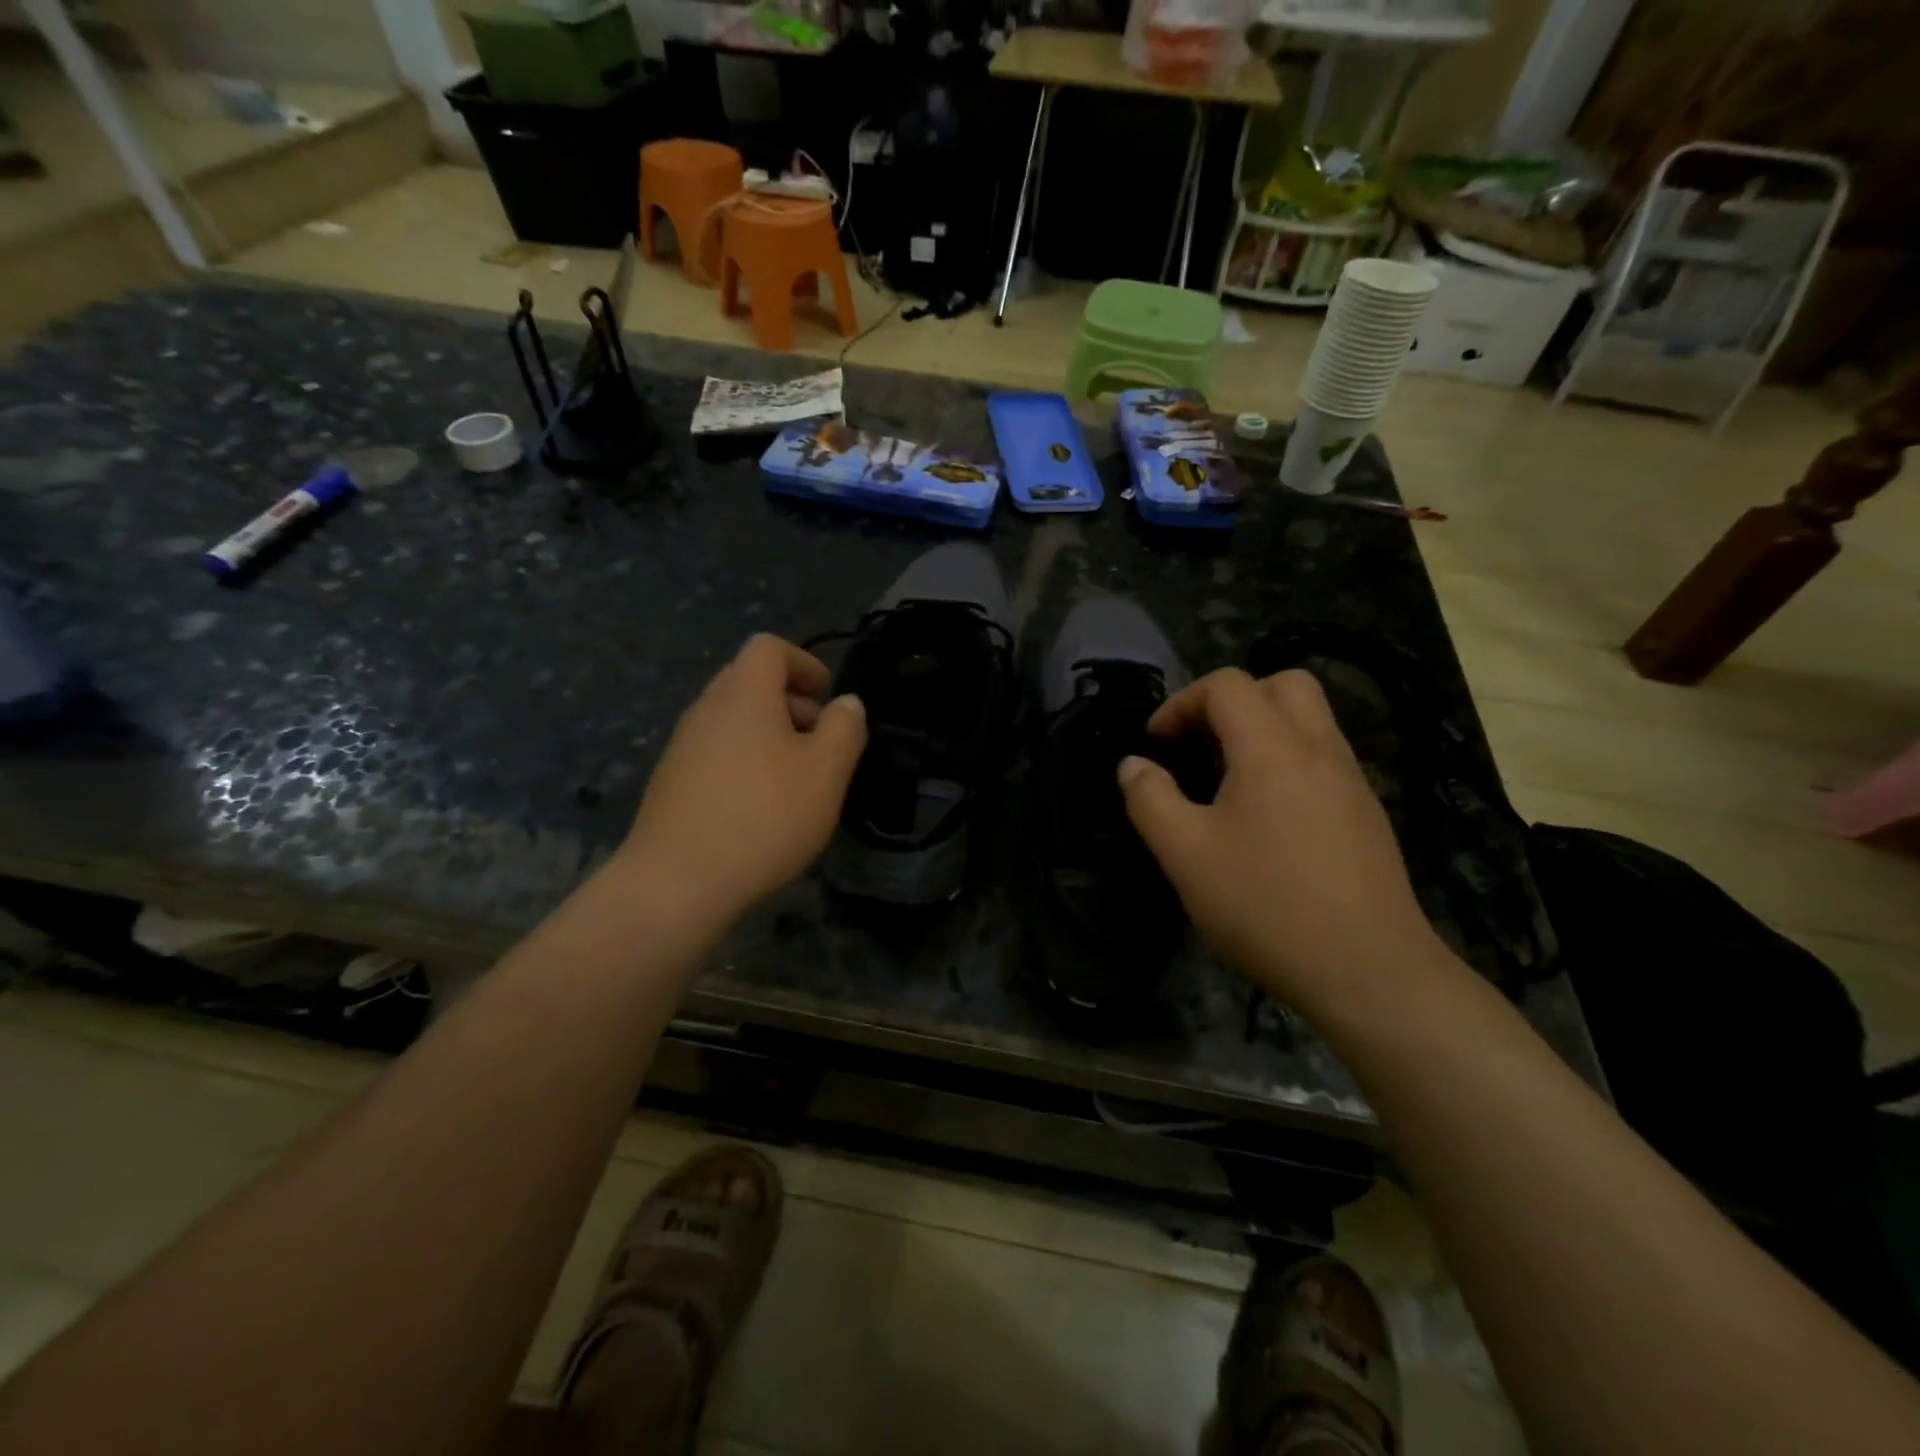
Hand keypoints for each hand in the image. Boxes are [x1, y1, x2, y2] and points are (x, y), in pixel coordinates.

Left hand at [618, 634, 865, 925]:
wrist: (678, 882)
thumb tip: (847, 703)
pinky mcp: (671, 782)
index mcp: (743, 694)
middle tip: (819, 742)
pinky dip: (745, 762)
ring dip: (769, 735)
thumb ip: (844, 729)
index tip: (828, 698)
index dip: (805, 663)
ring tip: (796, 780)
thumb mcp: (826, 772)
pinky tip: (761, 807)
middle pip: (749, 681)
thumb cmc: (764, 816)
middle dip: (791, 702)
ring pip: (733, 720)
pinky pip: (716, 752)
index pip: (769, 647)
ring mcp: (682, 746)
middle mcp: (706, 709)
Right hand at [1118, 667, 1441, 1016]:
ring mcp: (1352, 781)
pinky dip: (1289, 761)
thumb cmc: (1266, 905)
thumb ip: (1150, 799)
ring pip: (1311, 720)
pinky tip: (1266, 817)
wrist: (1369, 972)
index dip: (1182, 702)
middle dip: (1233, 699)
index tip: (1156, 742)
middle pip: (1283, 684)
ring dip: (1264, 728)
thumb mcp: (1186, 855)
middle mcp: (1319, 749)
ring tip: (1227, 779)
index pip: (1228, 685)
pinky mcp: (1367, 815)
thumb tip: (1132, 765)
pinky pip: (1324, 759)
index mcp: (1272, 748)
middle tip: (1201, 742)